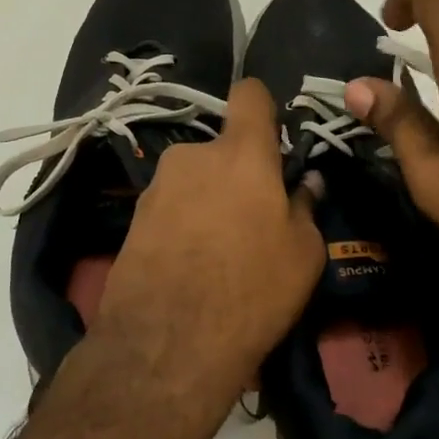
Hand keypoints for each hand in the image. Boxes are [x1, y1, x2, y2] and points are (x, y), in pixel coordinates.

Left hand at [89, 78, 324, 413]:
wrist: (167, 344)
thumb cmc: (252, 290)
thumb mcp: (303, 254)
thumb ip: (305, 207)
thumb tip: (306, 183)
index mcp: (241, 153)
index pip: (250, 95)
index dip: (263, 108)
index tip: (273, 138)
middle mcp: (193, 156)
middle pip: (222, 149)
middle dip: (237, 173)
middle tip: (252, 219)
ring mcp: (156, 186)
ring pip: (195, 180)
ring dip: (209, 200)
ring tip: (219, 251)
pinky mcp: (132, 218)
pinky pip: (171, 207)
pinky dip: (184, 224)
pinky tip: (191, 265)